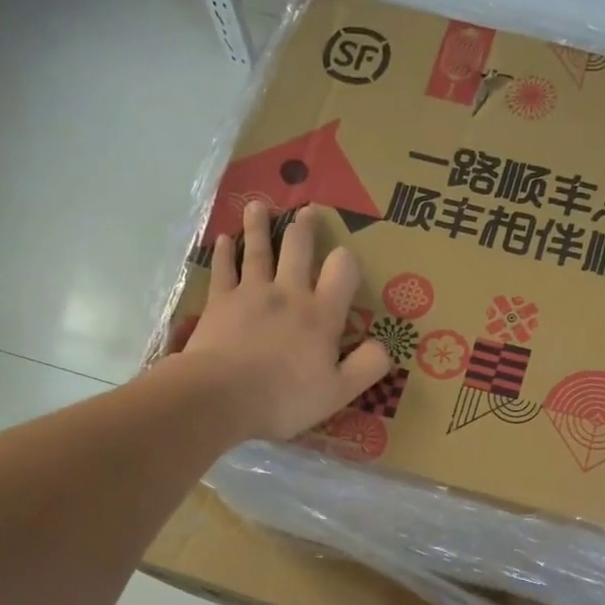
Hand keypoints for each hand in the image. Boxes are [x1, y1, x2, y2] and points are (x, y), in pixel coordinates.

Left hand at [182, 202, 389, 441]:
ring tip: (260, 207)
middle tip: (306, 212)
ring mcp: (251, 293)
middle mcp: (288, 293)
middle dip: (304, 228)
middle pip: (298, 248)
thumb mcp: (339, 392)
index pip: (341, 270)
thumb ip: (367, 366)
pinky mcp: (219, 301)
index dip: (345, 261)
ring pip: (257, 249)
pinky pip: (223, 268)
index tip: (343, 261)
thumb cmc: (284, 398)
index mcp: (321, 314)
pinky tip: (223, 240)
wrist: (221, 397)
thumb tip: (384, 345)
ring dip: (260, 226)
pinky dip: (224, 252)